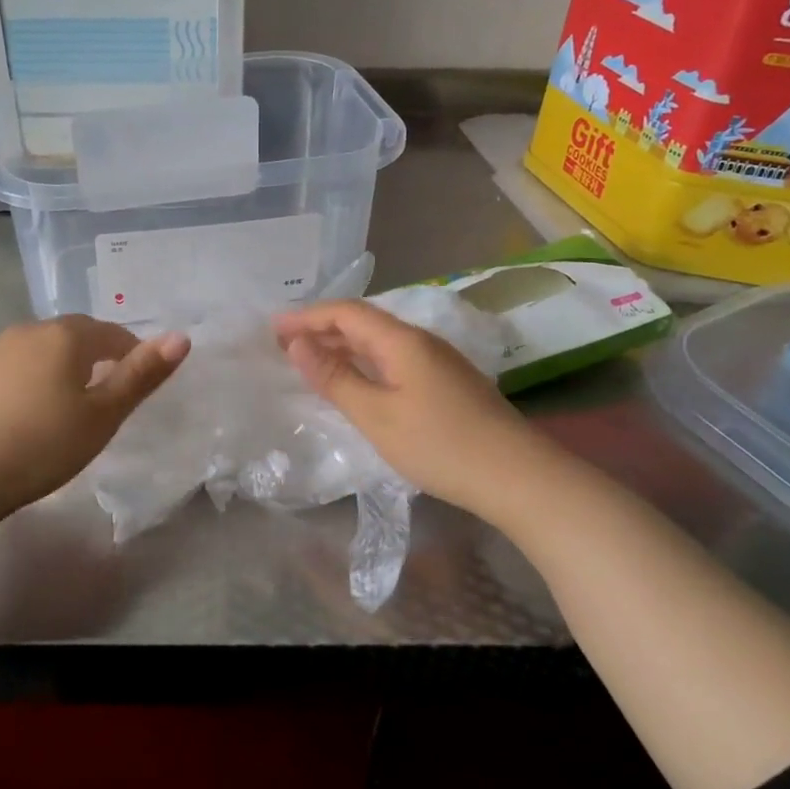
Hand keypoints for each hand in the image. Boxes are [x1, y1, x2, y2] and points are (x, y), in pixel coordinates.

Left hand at [0, 316, 188, 526]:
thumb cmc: (40, 446)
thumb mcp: (102, 416)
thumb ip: (141, 375)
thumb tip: (181, 337)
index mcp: (64, 337)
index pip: (110, 333)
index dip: (131, 352)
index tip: (138, 381)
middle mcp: (26, 333)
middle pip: (72, 336)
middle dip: (94, 356)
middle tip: (106, 393)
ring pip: (38, 352)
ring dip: (58, 368)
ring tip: (65, 405)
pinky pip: (9, 370)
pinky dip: (26, 383)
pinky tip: (21, 415)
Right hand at [274, 299, 536, 523]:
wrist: (517, 476)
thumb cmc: (439, 445)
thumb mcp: (376, 415)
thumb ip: (335, 378)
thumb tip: (297, 345)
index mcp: (402, 340)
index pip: (346, 313)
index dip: (307, 316)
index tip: (272, 328)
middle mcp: (420, 340)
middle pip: (363, 322)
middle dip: (321, 328)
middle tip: (283, 344)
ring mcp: (438, 361)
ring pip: (380, 341)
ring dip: (342, 346)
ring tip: (310, 360)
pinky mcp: (447, 382)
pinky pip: (394, 358)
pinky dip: (364, 362)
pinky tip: (355, 381)